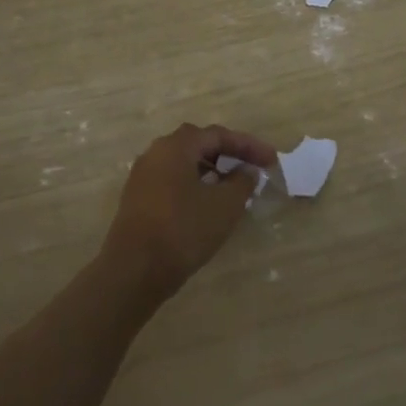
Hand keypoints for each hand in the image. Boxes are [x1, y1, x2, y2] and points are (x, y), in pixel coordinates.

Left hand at [104, 123, 277, 299]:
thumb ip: (242, 182)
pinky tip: (207, 203)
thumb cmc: (183, 230)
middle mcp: (156, 153)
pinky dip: (194, 184)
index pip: (218, 135)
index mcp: (176, 146)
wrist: (134, 270)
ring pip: (183, 163)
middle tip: (251, 168)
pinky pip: (172, 180)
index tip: (271, 160)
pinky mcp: (138, 198)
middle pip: (198, 144)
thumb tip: (246, 171)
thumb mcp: (224, 206)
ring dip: (211, 169)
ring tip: (233, 187)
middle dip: (228, 153)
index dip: (248, 146)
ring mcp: (143, 176)